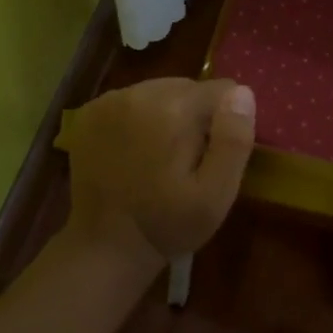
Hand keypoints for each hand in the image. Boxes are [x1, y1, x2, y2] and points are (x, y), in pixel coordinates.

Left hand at [59, 78, 256, 275]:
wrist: (103, 246)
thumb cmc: (166, 223)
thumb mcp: (215, 194)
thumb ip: (233, 141)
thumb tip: (242, 94)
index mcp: (173, 109)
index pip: (222, 89)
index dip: (226, 121)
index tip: (214, 154)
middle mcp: (139, 93)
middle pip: (188, 86)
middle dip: (196, 115)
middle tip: (188, 158)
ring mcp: (109, 100)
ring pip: (159, 91)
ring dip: (167, 114)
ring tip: (160, 156)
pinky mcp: (90, 112)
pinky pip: (131, 100)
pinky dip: (139, 118)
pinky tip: (134, 150)